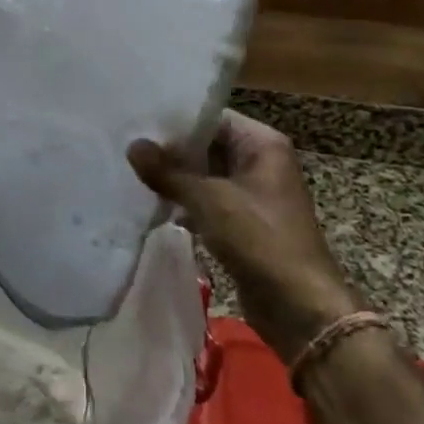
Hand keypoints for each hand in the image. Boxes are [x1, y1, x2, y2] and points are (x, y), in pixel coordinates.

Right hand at [129, 111, 359, 361]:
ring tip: (129, 172)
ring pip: (204, 175)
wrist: (298, 305)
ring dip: (173, 178)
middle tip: (124, 146)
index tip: (135, 121)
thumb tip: (133, 145)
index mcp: (262, 144)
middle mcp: (259, 162)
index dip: (174, 120)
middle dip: (169, 150)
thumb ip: (168, 172)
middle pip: (206, 145)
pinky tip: (149, 203)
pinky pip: (206, 201)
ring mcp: (251, 193)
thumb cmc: (260, 239)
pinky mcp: (242, 222)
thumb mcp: (209, 200)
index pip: (211, 117)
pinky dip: (183, 202)